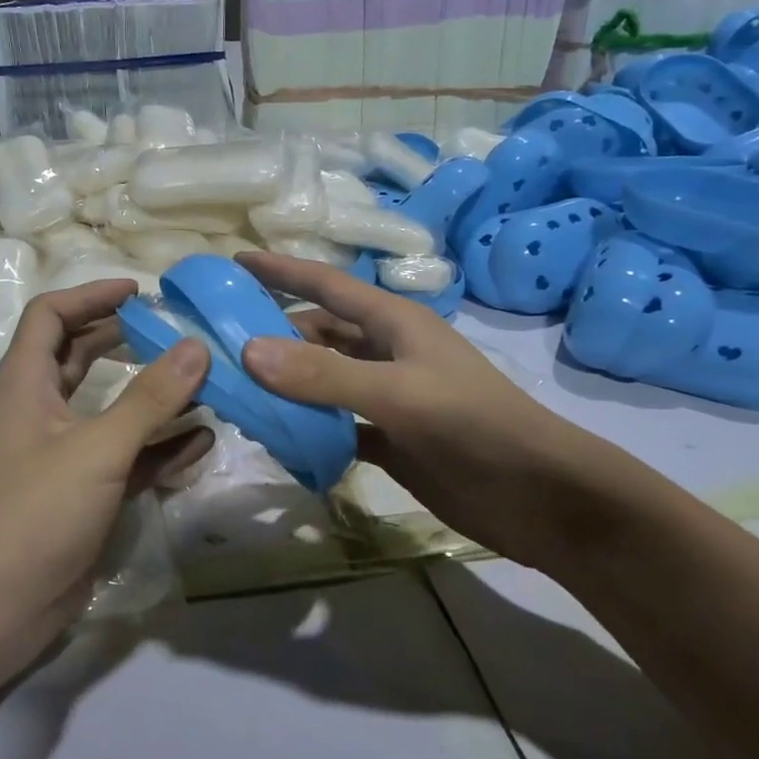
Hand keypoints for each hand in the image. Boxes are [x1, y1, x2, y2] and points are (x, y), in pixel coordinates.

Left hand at [0, 279, 211, 668]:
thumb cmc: (32, 513)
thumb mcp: (96, 449)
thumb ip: (149, 398)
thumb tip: (196, 346)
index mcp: (26, 383)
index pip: (51, 315)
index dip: (91, 295)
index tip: (140, 292)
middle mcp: (41, 411)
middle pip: (81, 356)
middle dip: (125, 339)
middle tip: (176, 331)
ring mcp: (62, 456)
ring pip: (109, 409)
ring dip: (150, 395)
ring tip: (201, 381)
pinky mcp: (82, 496)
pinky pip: (127, 458)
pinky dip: (159, 447)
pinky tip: (201, 442)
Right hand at [236, 252, 602, 571]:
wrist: (541, 497)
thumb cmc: (475, 426)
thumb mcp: (397, 394)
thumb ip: (323, 374)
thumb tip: (248, 351)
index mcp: (393, 323)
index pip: (326, 285)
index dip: (281, 270)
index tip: (234, 261)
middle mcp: (386, 352)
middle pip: (317, 332)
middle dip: (271, 333)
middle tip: (216, 341)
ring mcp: (387, 397)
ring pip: (322, 380)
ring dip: (285, 384)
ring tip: (234, 390)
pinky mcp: (389, 439)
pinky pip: (334, 425)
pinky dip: (307, 429)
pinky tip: (276, 438)